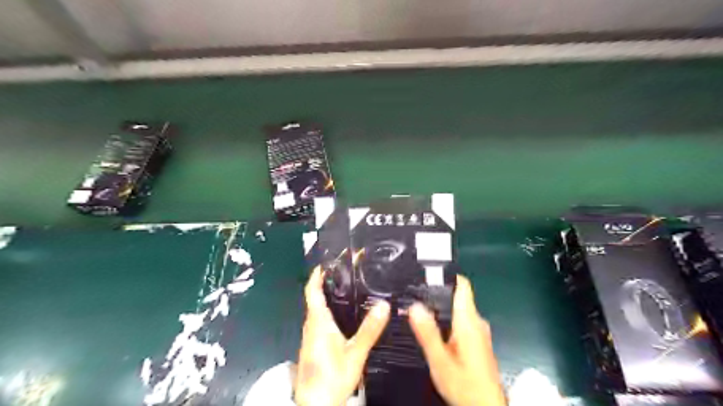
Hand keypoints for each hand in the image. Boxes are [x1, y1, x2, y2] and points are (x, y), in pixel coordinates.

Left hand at [296, 266, 392, 405]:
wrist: (316, 405)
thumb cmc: (332, 377)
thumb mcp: (355, 352)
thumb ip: (369, 329)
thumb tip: (383, 305)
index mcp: (318, 322)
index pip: (312, 291)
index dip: (316, 275)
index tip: (325, 264)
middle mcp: (310, 326)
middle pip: (314, 299)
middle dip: (324, 284)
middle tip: (342, 274)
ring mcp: (309, 337)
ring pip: (316, 311)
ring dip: (325, 298)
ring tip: (344, 290)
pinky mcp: (312, 347)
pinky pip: (318, 322)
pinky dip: (327, 312)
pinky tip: (340, 318)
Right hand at [409, 275, 503, 404]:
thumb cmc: (465, 385)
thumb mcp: (440, 360)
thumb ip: (427, 332)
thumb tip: (415, 305)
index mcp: (468, 321)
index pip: (462, 285)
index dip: (445, 275)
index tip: (426, 272)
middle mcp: (476, 322)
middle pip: (457, 296)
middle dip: (436, 292)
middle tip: (413, 292)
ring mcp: (478, 331)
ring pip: (458, 309)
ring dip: (440, 307)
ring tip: (417, 307)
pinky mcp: (477, 341)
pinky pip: (460, 320)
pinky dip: (446, 319)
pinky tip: (432, 327)